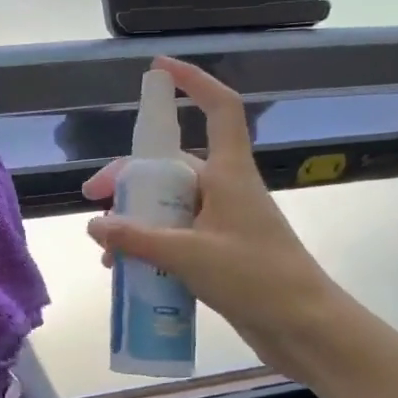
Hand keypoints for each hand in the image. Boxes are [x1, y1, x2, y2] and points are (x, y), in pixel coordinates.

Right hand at [84, 57, 337, 367]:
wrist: (304, 327)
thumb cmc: (256, 278)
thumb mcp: (189, 255)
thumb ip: (137, 239)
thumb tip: (95, 224)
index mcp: (229, 173)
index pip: (219, 109)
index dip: (193, 82)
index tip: (158, 69)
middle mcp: (225, 189)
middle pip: (171, 166)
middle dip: (129, 178)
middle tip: (93, 199)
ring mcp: (222, 221)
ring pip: (169, 206)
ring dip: (136, 220)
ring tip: (107, 250)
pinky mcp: (220, 251)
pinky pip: (175, 235)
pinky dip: (150, 245)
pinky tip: (127, 270)